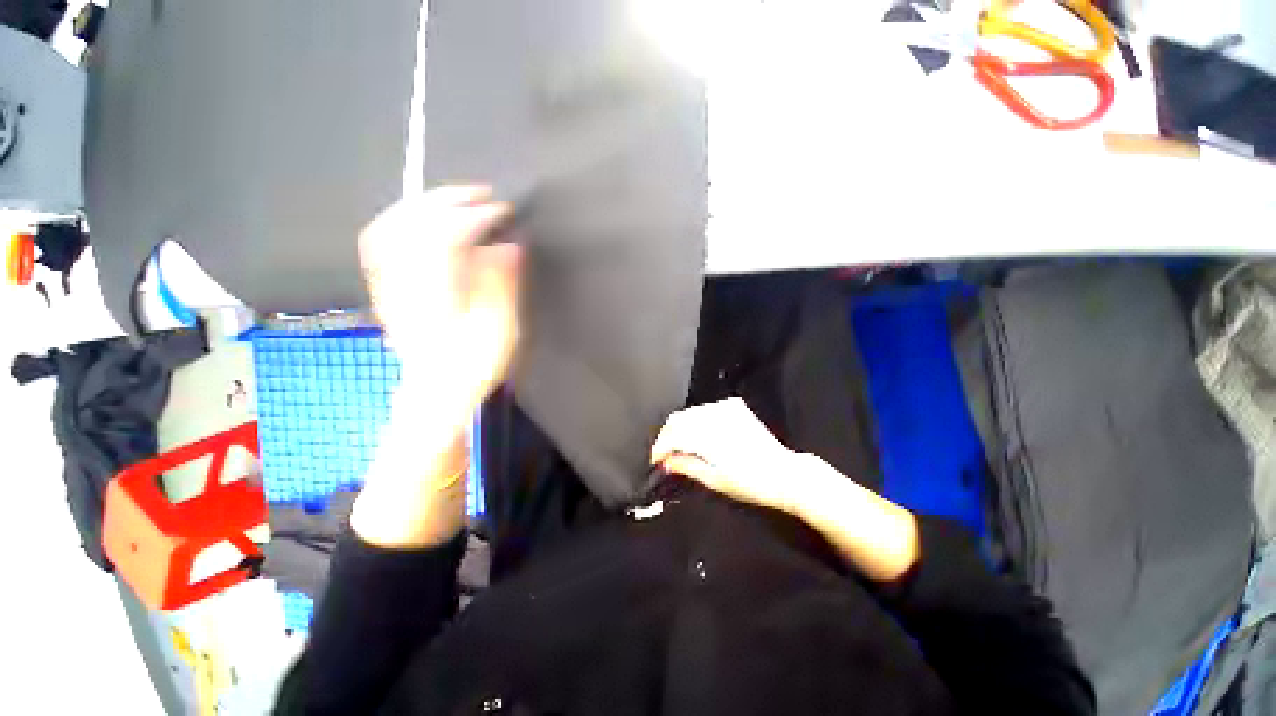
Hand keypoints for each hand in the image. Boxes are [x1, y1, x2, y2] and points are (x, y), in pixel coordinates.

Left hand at [351, 186, 521, 548]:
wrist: (435, 393)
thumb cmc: (473, 367)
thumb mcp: (500, 331)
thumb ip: (502, 284)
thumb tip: (510, 245)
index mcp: (438, 295)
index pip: (448, 237)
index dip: (477, 217)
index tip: (504, 211)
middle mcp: (406, 284)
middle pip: (413, 225)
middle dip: (448, 200)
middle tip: (481, 194)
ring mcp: (390, 285)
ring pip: (392, 228)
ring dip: (423, 205)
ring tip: (453, 198)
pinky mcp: (387, 289)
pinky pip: (382, 243)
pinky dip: (402, 221)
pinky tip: (420, 219)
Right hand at [652, 397, 918, 580]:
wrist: (784, 473)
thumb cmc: (751, 483)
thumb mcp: (715, 481)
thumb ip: (687, 466)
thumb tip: (665, 461)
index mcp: (710, 434)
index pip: (674, 435)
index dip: (660, 448)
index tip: (654, 460)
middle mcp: (715, 415)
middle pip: (678, 420)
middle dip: (667, 437)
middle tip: (663, 455)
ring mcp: (725, 408)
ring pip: (690, 413)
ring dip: (680, 428)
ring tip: (678, 447)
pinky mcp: (734, 406)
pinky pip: (705, 410)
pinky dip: (695, 421)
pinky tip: (696, 435)